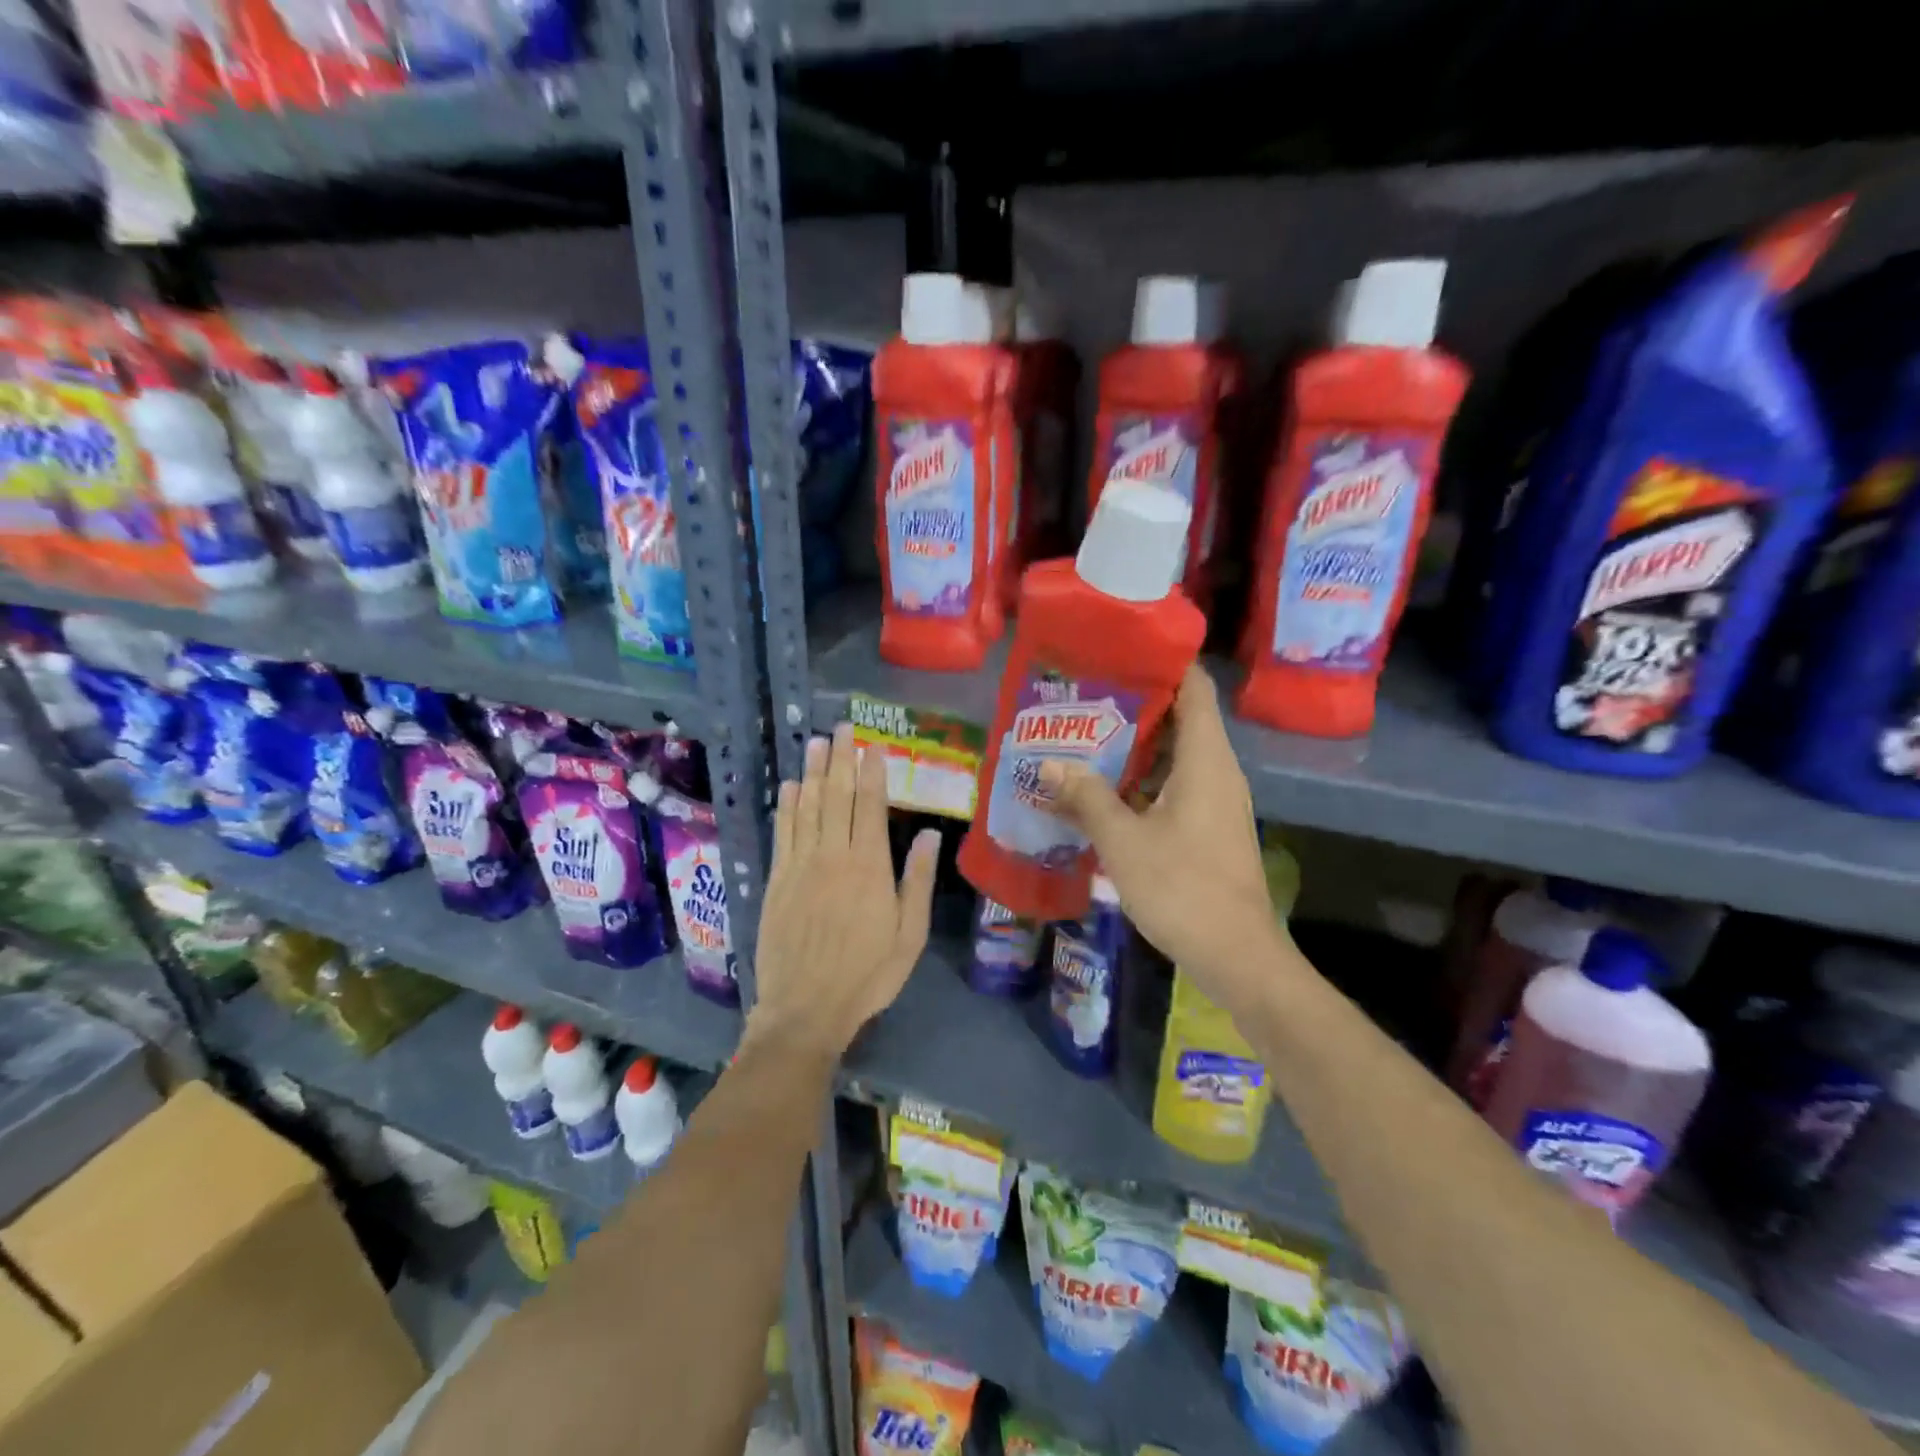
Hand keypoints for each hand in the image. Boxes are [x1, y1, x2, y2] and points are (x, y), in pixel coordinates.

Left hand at [750, 723, 939, 1057]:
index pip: (869, 806)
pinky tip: (790, 786)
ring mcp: (800, 866)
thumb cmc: (867, 974)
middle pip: (836, 797)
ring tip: (817, 743)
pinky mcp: (777, 881)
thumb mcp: (909, 935)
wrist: (805, 1009)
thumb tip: (927, 834)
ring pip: (807, 808)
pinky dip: (787, 806)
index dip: (872, 772)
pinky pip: (783, 833)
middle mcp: (833, 856)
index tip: (873, 745)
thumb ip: (916, 881)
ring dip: (813, 773)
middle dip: (841, 759)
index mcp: (869, 867)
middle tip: (843, 728)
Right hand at [1039, 667, 1281, 1005]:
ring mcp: (1215, 801)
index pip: (1193, 687)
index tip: (1118, 651)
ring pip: (1174, 756)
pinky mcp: (1208, 828)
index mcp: (1205, 759)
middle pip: (1179, 718)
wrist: (1236, 956)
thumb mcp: (1124, 840)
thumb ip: (1086, 797)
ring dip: (1132, 747)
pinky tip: (1102, 790)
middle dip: (1133, 704)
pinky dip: (1141, 780)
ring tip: (1083, 738)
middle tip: (1083, 697)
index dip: (1162, 661)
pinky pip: (1174, 786)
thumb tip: (1048, 765)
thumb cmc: (1182, 887)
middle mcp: (1216, 771)